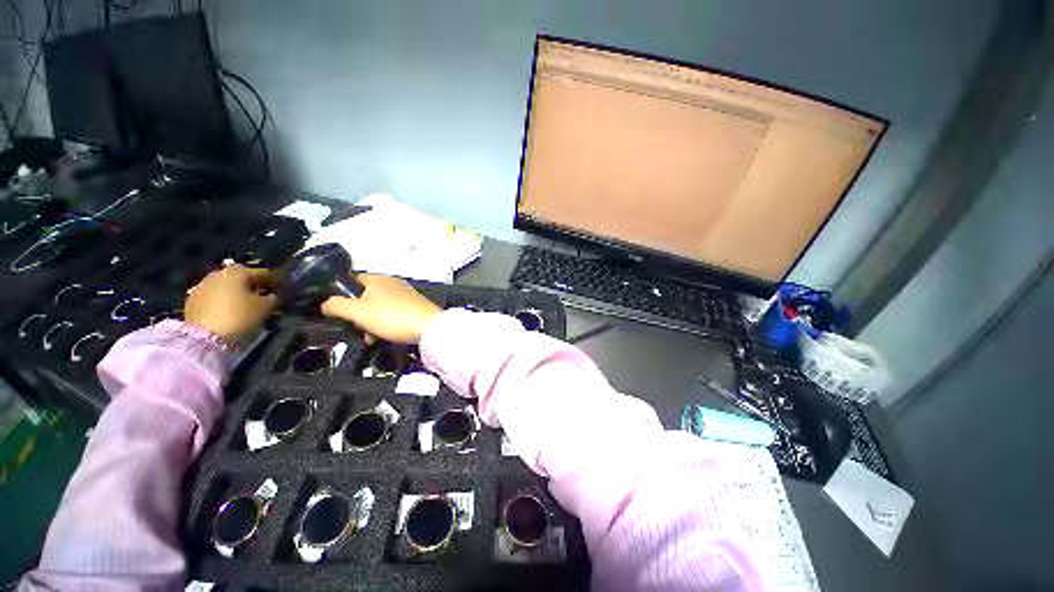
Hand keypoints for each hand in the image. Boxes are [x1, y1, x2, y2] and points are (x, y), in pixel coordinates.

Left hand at [184, 265, 276, 342]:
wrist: (204, 338)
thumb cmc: (239, 317)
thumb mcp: (265, 307)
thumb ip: (273, 298)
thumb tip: (273, 295)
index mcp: (237, 272)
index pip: (262, 273)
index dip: (275, 282)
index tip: (283, 290)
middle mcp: (218, 274)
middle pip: (241, 278)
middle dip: (252, 286)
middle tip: (263, 297)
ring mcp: (201, 286)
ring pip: (225, 287)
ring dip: (236, 293)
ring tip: (245, 306)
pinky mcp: (192, 301)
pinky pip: (214, 297)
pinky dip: (223, 301)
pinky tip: (229, 312)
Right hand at [321, 274, 441, 343]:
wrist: (429, 328)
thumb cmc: (392, 317)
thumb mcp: (357, 312)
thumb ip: (336, 306)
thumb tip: (325, 303)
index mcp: (378, 279)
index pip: (352, 279)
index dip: (340, 293)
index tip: (335, 309)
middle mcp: (393, 283)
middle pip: (365, 295)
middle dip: (357, 313)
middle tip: (355, 327)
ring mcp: (406, 295)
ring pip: (379, 307)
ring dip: (371, 322)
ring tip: (370, 337)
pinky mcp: (415, 307)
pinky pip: (394, 313)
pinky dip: (386, 324)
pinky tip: (385, 337)